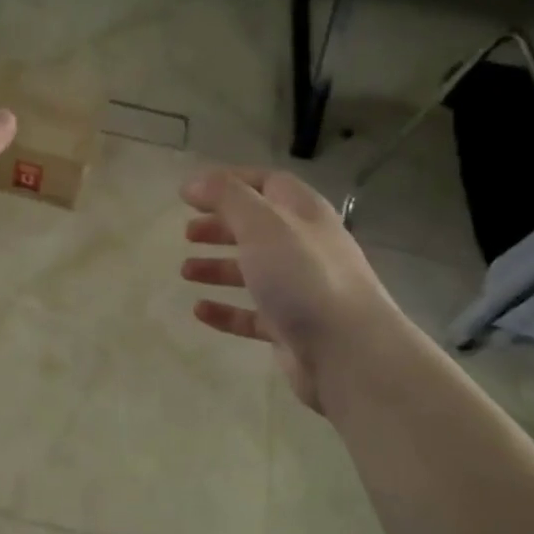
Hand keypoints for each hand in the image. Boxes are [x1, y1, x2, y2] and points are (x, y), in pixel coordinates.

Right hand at [180, 167, 395, 413]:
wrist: (348, 352)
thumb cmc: (303, 277)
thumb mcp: (262, 224)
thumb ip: (226, 196)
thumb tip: (193, 181)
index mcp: (303, 214)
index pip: (268, 184)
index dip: (231, 182)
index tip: (193, 192)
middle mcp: (304, 247)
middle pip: (258, 228)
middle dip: (221, 226)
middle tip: (187, 233)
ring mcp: (300, 290)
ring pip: (253, 271)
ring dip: (218, 267)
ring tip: (185, 271)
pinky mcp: (291, 328)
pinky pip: (252, 315)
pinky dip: (226, 311)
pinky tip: (200, 311)